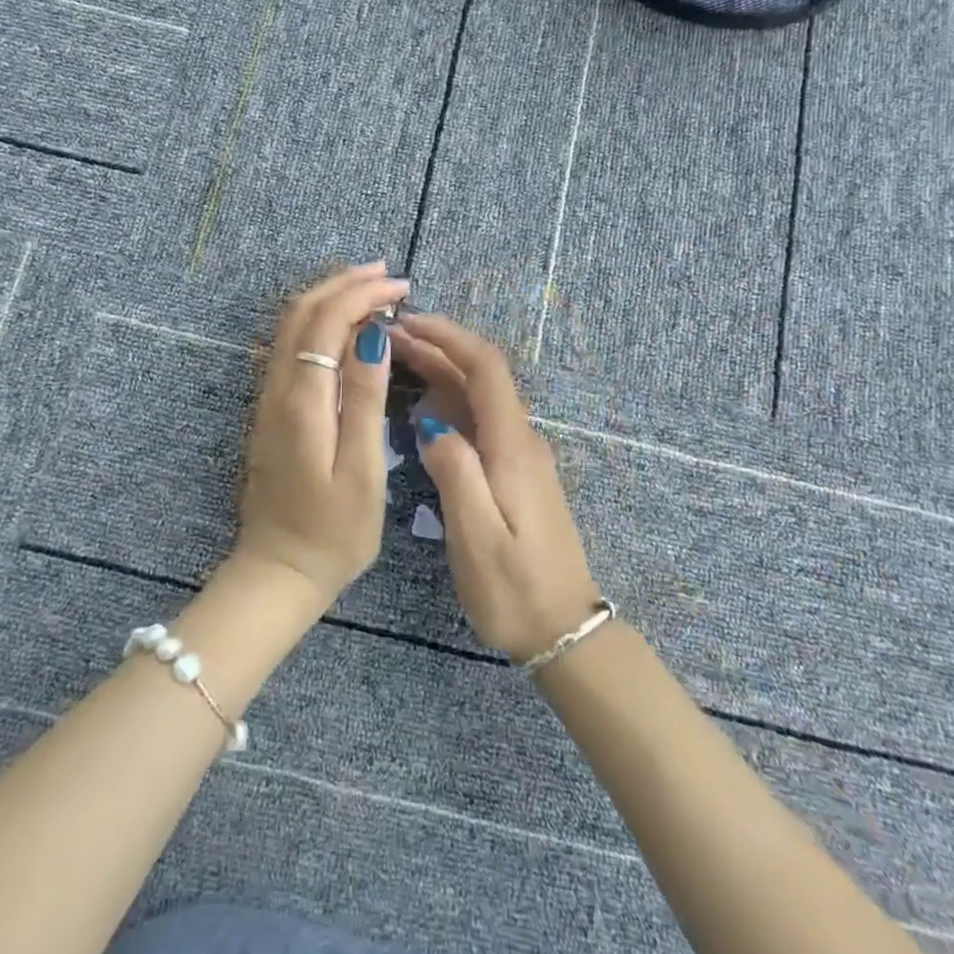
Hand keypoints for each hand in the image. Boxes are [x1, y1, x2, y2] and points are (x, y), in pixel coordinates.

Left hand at [234, 262, 409, 606]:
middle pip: (303, 312)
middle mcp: (278, 388)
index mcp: (302, 400)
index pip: (326, 321)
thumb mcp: (362, 470)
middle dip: (344, 284)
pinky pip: (292, 345)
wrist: (278, 572)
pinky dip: (319, 321)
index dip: (362, 294)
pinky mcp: (272, 409)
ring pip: (292, 325)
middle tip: (388, 275)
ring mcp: (269, 397)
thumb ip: (364, 399)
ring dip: (330, 298)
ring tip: (371, 289)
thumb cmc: (333, 532)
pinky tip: (346, 327)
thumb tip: (373, 335)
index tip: (401, 287)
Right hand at [391, 312, 601, 661]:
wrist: (564, 632)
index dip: (450, 337)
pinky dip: (447, 401)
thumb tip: (431, 422)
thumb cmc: (515, 589)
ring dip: (440, 372)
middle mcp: (520, 439)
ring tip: (394, 362)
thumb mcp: (477, 535)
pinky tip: (418, 407)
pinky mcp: (514, 472)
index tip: (410, 321)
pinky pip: (479, 421)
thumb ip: (455, 470)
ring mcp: (520, 455)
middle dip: (438, 348)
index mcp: (513, 446)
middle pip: (481, 376)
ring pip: (478, 397)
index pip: (487, 368)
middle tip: (389, 338)